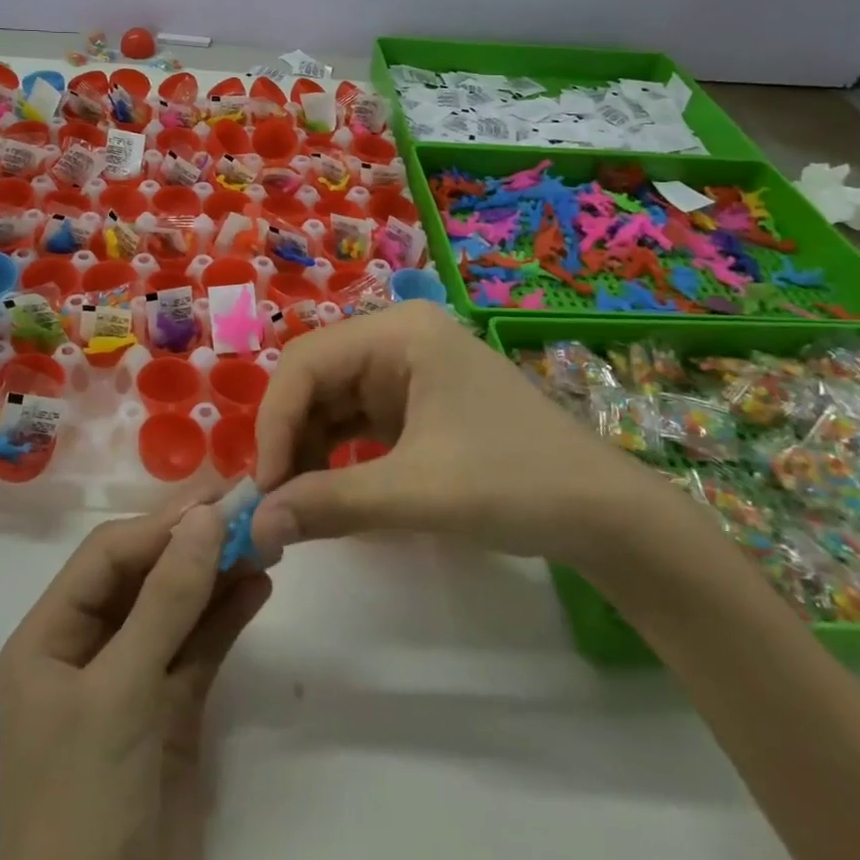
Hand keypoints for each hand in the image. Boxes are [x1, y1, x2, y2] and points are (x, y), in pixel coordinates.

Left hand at [0, 497, 271, 859]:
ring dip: (217, 576)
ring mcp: (130, 684)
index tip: (217, 499)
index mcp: (48, 640)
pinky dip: (227, 618)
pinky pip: (198, 650)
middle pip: (143, 578)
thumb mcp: (121, 692)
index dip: (160, 524)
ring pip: (176, 610)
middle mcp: (85, 652)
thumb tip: (207, 516)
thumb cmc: (85, 805)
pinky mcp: (168, 717)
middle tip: (249, 509)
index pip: (107, 558)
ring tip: (266, 542)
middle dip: (192, 544)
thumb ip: (166, 600)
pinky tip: (260, 587)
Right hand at [249, 302, 665, 567]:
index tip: (264, 490)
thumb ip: (329, 503)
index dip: (275, 422)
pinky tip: (327, 492)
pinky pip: (358, 421)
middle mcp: (397, 338)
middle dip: (290, 437)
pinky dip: (337, 455)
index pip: (307, 362)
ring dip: (309, 450)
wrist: (606, 516)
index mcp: (398, 332)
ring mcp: (409, 370)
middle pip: (316, 378)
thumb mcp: (416, 493)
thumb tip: (254, 527)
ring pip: (333, 401)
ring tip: (295, 505)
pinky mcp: (418, 403)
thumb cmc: (514, 483)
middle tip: (273, 503)